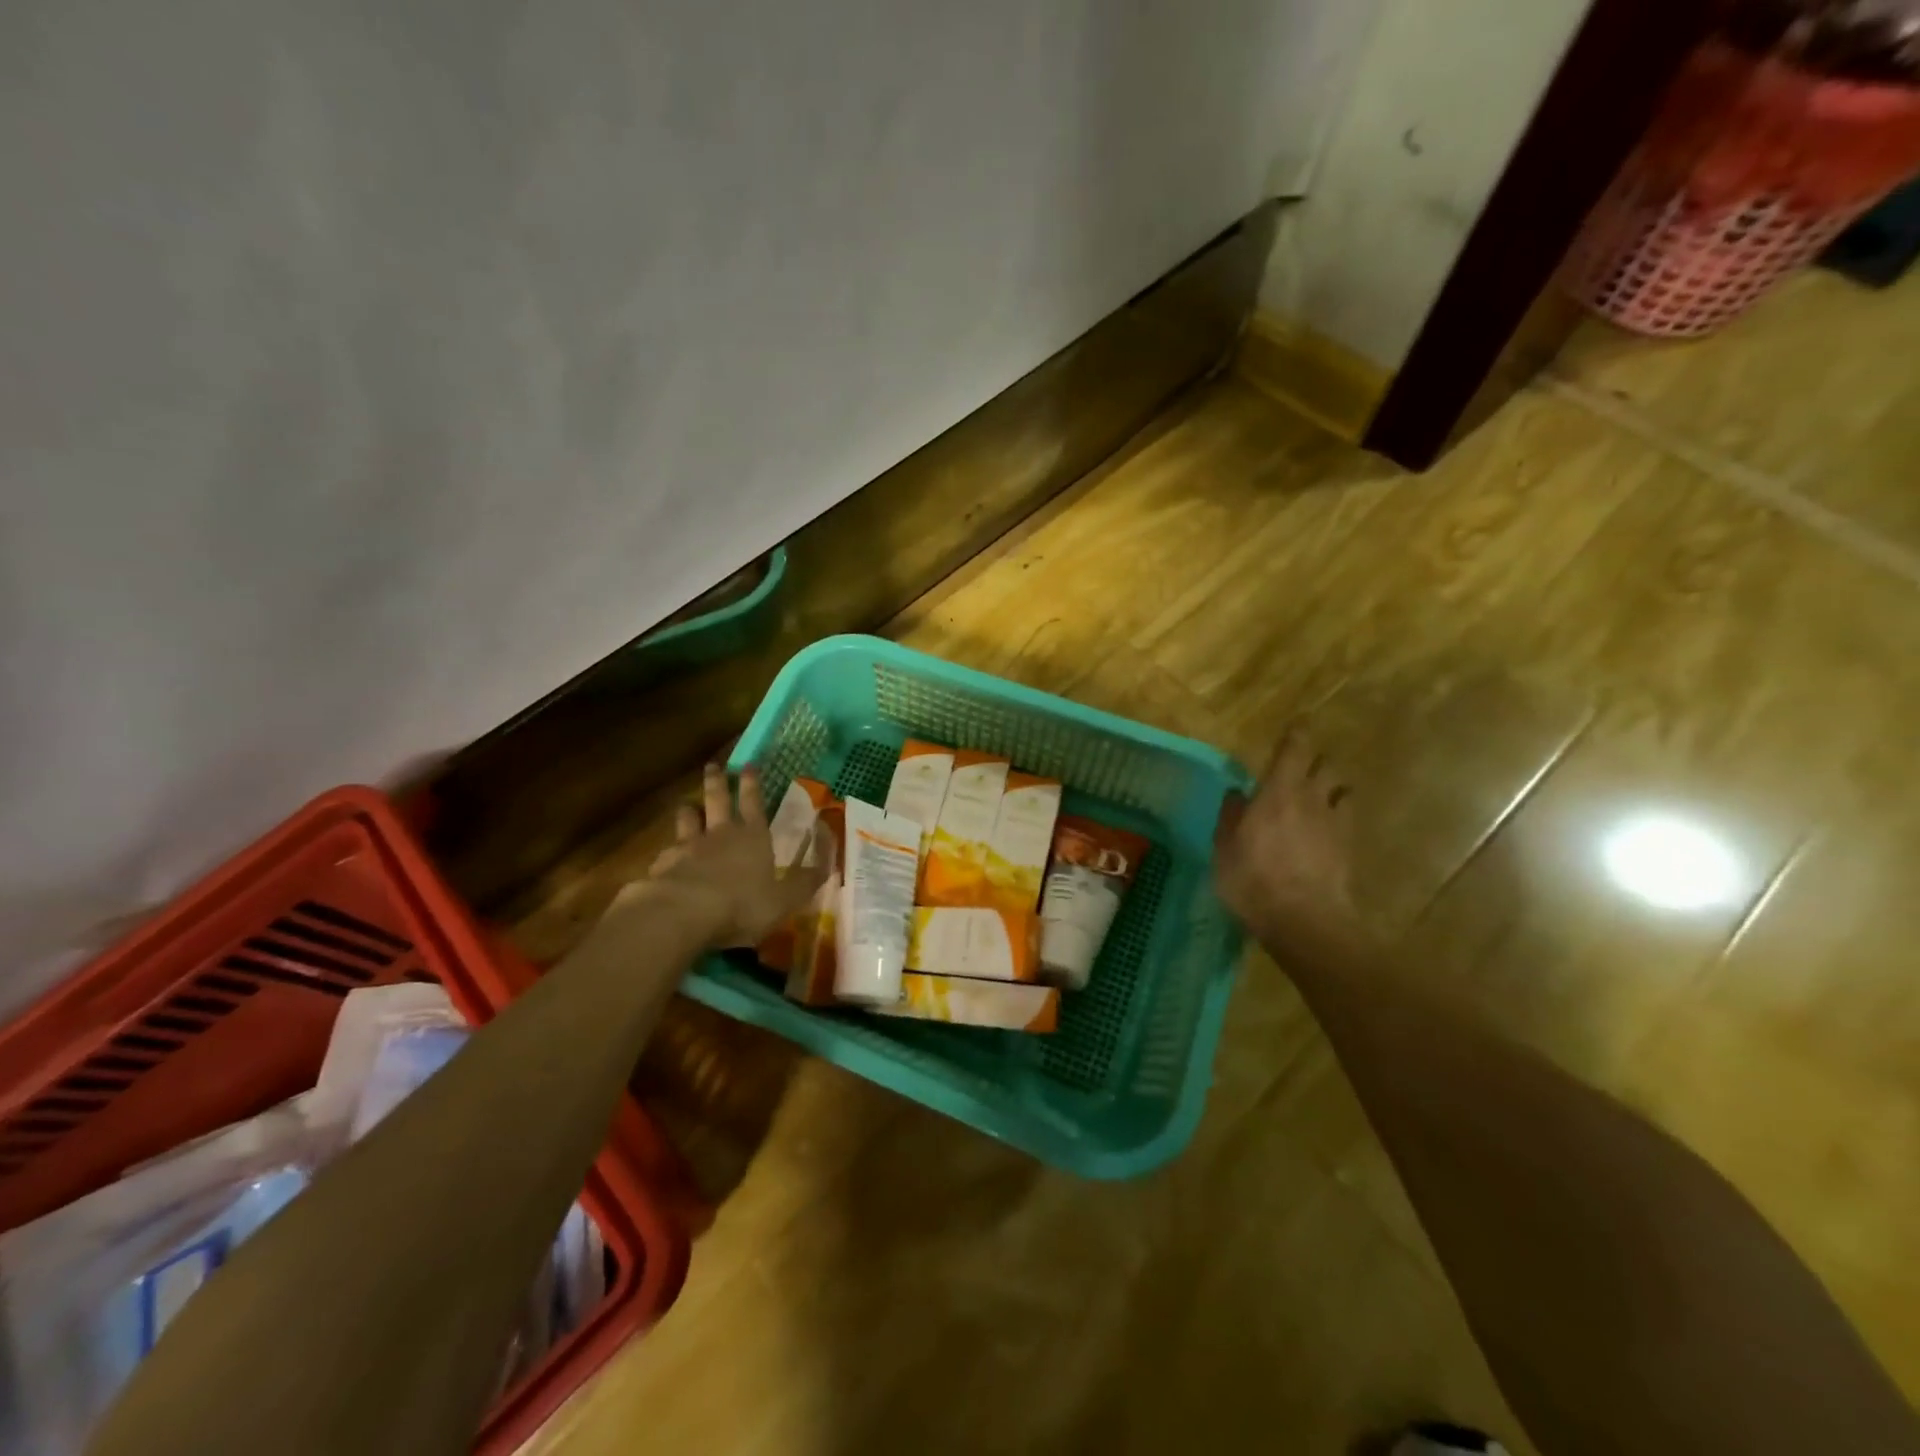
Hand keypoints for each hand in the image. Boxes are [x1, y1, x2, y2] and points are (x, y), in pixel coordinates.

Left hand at [632, 763, 827, 947]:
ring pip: (687, 818)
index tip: (747, 763)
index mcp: (753, 837)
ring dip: (689, 810)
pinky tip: (666, 857)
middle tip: (713, 766)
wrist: (683, 913)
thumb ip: (805, 882)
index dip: (752, 783)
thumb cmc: (742, 904)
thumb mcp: (786, 899)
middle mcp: (720, 834)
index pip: (753, 802)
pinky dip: (669, 850)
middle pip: (717, 799)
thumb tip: (828, 865)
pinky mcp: (662, 865)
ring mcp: (688, 846)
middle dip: (717, 781)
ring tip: (687, 804)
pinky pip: (666, 851)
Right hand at [1214, 728, 1361, 957]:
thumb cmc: (1253, 880)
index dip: (1297, 734)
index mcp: (1278, 792)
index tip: (1297, 725)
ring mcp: (1335, 823)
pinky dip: (1338, 814)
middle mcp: (1312, 798)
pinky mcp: (1349, 847)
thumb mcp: (1225, 849)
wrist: (1305, 921)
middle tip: (1301, 766)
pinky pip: (1347, 818)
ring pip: (1342, 789)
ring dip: (1332, 787)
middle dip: (1316, 760)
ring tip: (1319, 796)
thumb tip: (1236, 793)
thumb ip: (1231, 817)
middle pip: (1325, 764)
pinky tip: (1326, 829)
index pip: (1295, 749)